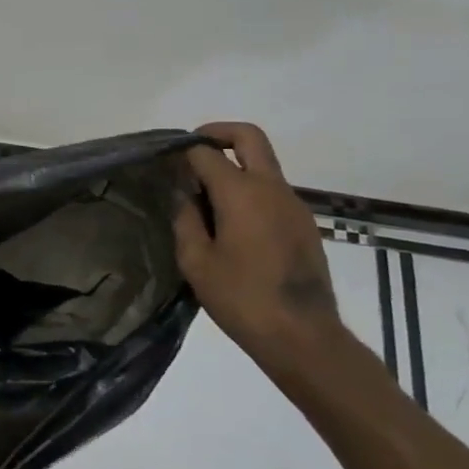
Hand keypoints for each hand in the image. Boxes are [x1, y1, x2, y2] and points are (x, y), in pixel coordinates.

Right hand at [173, 123, 344, 366]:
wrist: (303, 336)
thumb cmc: (241, 298)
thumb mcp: (196, 261)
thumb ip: (185, 219)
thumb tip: (182, 194)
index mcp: (241, 193)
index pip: (206, 153)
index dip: (183, 151)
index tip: (164, 162)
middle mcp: (272, 188)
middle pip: (249, 137)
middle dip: (218, 133)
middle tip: (192, 151)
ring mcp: (293, 205)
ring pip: (263, 164)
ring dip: (235, 166)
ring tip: (205, 200)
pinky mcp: (304, 224)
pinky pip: (272, 191)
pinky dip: (249, 190)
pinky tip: (231, 224)